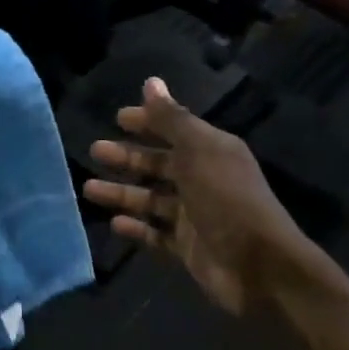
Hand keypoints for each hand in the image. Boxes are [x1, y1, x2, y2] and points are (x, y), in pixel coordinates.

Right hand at [84, 78, 320, 314]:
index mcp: (211, 151)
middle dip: (127, 157)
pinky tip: (114, 223)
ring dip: (121, 193)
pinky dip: (136, 228)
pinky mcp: (187, 247)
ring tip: (88, 189)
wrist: (259, 267)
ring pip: (151, 199)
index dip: (148, 122)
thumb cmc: (227, 198)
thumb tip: (151, 82)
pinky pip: (155, 234)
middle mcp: (202, 180)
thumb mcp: (198, 150)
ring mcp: (194, 216)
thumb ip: (171, 118)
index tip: (118, 118)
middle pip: (158, 164)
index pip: (174, 129)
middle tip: (95, 150)